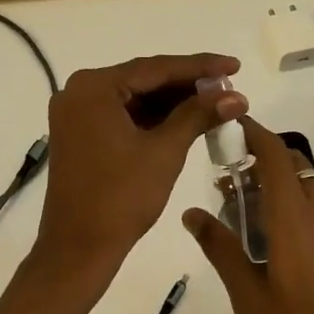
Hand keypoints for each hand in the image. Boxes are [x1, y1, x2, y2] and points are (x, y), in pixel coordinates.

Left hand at [33, 53, 245, 280]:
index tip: (235, 64)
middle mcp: (79, 91)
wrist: (78, 249)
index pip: (155, 68)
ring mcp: (76, 114)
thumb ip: (198, 115)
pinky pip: (122, 116)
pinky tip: (186, 120)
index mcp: (93, 87)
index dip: (200, 66)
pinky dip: (153, 119)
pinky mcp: (80, 135)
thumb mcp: (165, 151)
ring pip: (134, 99)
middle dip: (187, 85)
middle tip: (229, 86)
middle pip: (143, 80)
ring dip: (172, 102)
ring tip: (216, 103)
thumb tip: (236, 95)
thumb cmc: (121, 197)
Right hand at [183, 117, 313, 313]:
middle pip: (292, 166)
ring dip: (275, 185)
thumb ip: (220, 248)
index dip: (254, 133)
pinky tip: (267, 240)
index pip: (275, 156)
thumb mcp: (247, 295)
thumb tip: (191, 212)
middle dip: (259, 160)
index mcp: (294, 218)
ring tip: (239, 210)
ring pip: (304, 188)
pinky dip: (289, 206)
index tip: (228, 125)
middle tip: (224, 176)